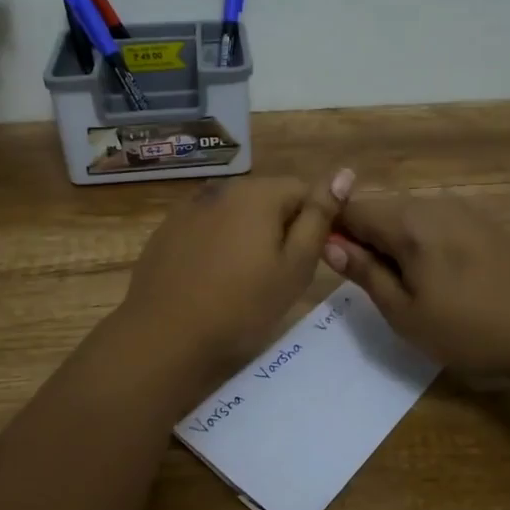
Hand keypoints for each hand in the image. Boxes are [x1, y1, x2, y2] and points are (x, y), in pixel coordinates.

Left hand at [120, 168, 355, 393]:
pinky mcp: (166, 230)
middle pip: (267, 199)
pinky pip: (205, 227)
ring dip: (247, 235)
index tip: (308, 259)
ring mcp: (189, 207)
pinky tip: (211, 279)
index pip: (303, 190)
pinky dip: (216, 245)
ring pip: (235, 213)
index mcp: (258, 193)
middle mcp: (222, 188)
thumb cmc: (242, 306)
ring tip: (243, 279)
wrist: (165, 337)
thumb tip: (344, 172)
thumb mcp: (295, 266)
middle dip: (279, 227)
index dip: (313, 222)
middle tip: (279, 275)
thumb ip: (320, 217)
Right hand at [322, 193, 509, 379]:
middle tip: (374, 289)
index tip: (334, 265)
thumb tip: (329, 244)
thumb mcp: (405, 313)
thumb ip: (365, 273)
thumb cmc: (471, 329)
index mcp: (408, 222)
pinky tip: (441, 281)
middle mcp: (433, 204)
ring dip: (395, 246)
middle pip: (380, 211)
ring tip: (409, 290)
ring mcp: (463, 211)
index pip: (350, 209)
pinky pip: (436, 225)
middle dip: (365, 241)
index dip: (332, 231)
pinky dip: (423, 246)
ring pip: (408, 219)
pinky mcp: (484, 223)